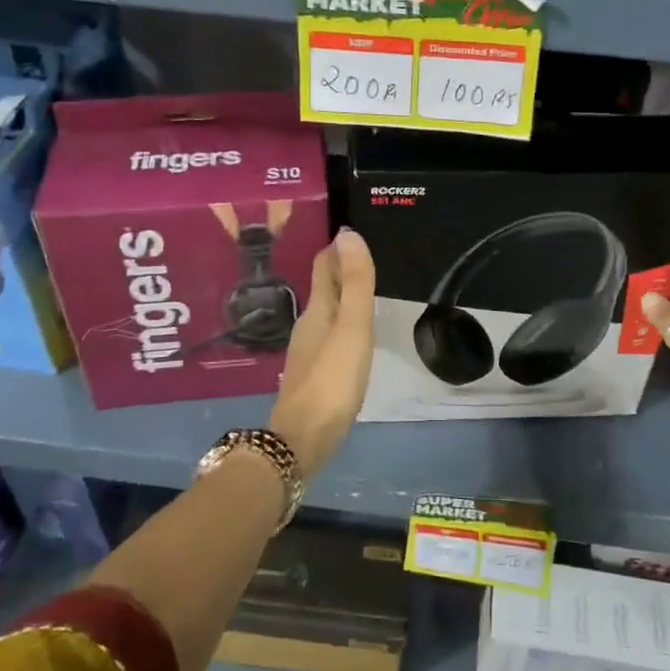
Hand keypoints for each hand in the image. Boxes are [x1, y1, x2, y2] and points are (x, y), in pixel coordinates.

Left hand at [267, 227, 375, 478]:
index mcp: (318, 309)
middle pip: (324, 287)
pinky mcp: (313, 374)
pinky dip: (342, 322)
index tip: (354, 231)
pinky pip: (329, 335)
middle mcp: (308, 325)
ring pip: (326, 312)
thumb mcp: (352, 328)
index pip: (324, 266)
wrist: (302, 439)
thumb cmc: (331, 380)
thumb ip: (355, 283)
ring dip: (342, 295)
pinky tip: (353, 335)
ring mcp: (308, 351)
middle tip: (366, 255)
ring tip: (364, 288)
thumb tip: (348, 233)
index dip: (338, 248)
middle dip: (341, 268)